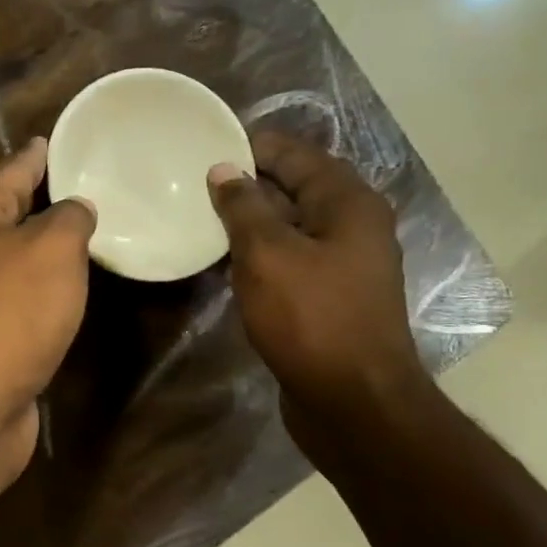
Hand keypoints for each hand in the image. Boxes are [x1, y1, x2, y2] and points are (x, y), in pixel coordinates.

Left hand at [0, 138, 95, 477]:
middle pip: (6, 213)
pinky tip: (65, 291)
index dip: (36, 155)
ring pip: (11, 259)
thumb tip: (74, 209)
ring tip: (83, 235)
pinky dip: (40, 290)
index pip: (10, 169)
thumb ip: (69, 218)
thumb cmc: (10, 311)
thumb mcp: (52, 248)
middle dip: (40, 200)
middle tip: (85, 188)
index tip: (55, 141)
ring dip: (41, 248)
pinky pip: (16, 299)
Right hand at [208, 132, 430, 458]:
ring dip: (250, 221)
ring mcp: (343, 264)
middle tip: (193, 183)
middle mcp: (352, 225)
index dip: (251, 147)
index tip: (204, 146)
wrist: (352, 400)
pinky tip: (225, 262)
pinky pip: (289, 259)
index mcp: (348, 202)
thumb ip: (244, 207)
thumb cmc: (312, 318)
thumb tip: (224, 170)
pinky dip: (259, 254)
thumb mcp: (268, 254)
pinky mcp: (328, 297)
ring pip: (290, 226)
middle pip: (294, 188)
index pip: (295, 154)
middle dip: (247, 183)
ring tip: (200, 218)